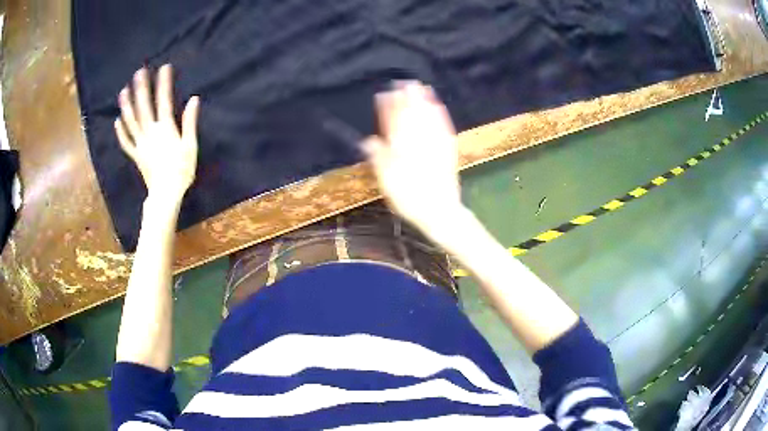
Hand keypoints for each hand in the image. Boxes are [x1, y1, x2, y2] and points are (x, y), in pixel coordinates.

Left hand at [114, 65, 199, 202]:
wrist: (166, 194)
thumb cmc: (182, 170)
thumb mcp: (190, 145)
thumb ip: (190, 122)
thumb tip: (193, 99)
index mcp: (165, 129)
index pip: (164, 100)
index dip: (163, 83)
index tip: (164, 67)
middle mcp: (150, 133)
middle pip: (143, 107)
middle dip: (141, 88)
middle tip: (139, 72)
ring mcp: (140, 144)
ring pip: (130, 122)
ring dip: (126, 105)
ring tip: (123, 91)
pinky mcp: (135, 155)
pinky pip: (126, 142)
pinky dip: (120, 131)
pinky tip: (117, 121)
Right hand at [363, 81, 461, 231]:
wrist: (440, 211)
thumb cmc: (409, 199)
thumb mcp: (387, 182)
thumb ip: (379, 158)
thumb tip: (369, 140)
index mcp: (400, 148)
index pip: (392, 122)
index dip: (387, 107)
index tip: (383, 95)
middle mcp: (418, 141)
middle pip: (411, 114)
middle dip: (406, 97)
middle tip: (402, 82)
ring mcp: (435, 144)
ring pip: (428, 116)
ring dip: (424, 100)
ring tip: (420, 86)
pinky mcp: (448, 149)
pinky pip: (444, 126)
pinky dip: (440, 113)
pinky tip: (439, 105)